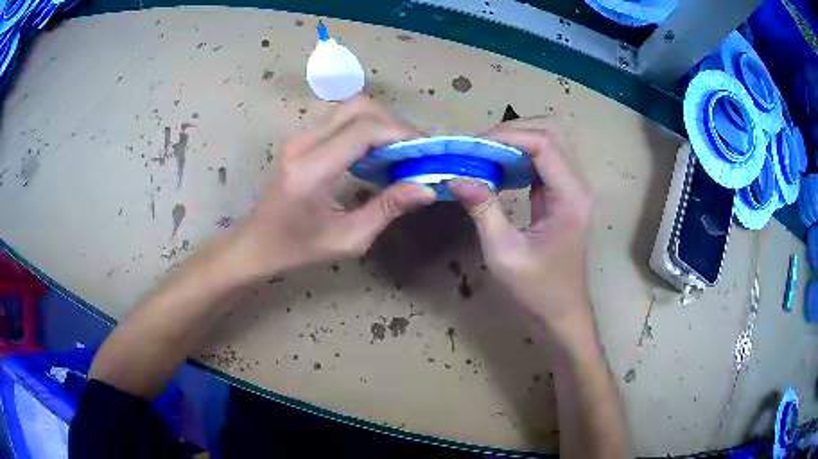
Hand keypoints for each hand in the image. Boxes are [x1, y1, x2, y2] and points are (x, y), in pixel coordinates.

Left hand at [230, 97, 435, 280]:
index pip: (363, 131)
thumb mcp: (348, 239)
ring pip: (348, 109)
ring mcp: (299, 138)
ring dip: (379, 122)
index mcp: (312, 171)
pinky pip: (339, 120)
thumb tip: (426, 187)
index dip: (399, 133)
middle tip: (415, 147)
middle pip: (356, 108)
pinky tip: (377, 151)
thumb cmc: (298, 248)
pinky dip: (365, 127)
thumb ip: (387, 209)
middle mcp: (303, 144)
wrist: (257, 242)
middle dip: (393, 122)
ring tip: (400, 148)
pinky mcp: (301, 139)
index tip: (426, 149)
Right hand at [449, 119, 592, 329]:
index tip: (474, 146)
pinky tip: (499, 168)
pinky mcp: (565, 196)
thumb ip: (483, 210)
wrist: (562, 313)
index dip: (508, 136)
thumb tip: (457, 176)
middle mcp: (578, 186)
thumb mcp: (503, 253)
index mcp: (571, 198)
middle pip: (552, 133)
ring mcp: (574, 189)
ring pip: (550, 143)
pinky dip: (521, 156)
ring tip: (485, 153)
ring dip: (518, 141)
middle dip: (514, 131)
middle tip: (480, 147)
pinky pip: (545, 161)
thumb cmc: (537, 290)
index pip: (544, 144)